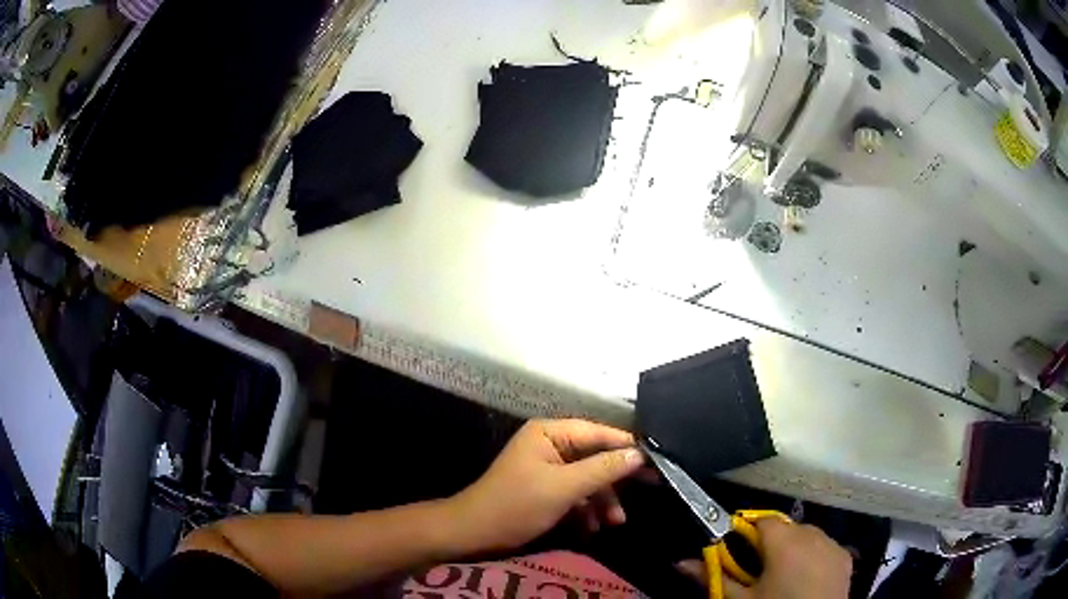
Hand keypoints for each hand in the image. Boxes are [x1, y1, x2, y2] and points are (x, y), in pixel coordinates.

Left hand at [447, 419, 644, 551]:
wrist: (475, 534)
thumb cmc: (517, 505)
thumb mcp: (564, 488)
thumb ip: (603, 469)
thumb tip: (639, 454)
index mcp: (550, 433)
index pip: (598, 432)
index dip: (627, 446)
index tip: (656, 461)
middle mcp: (551, 445)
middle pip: (595, 456)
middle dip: (616, 480)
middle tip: (650, 489)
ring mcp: (547, 468)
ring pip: (587, 478)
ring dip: (603, 500)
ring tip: (616, 522)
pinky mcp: (545, 489)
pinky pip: (575, 493)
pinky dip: (586, 509)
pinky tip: (593, 529)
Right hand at [677, 518, 851, 598]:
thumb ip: (714, 577)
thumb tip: (681, 562)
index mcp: (784, 541)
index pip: (760, 520)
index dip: (746, 533)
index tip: (736, 552)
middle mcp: (813, 533)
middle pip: (784, 528)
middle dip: (769, 544)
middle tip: (757, 571)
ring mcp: (833, 544)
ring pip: (806, 536)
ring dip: (793, 548)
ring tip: (783, 576)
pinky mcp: (846, 556)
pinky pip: (824, 547)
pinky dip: (813, 556)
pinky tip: (806, 579)